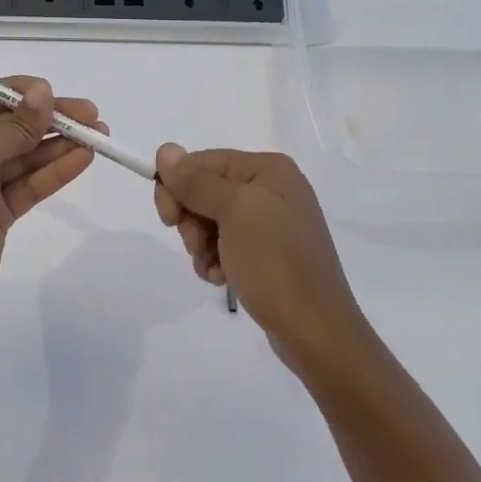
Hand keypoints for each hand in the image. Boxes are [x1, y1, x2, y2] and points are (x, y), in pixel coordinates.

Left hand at [0, 80, 103, 332]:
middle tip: (91, 114)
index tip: (55, 92)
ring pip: (25, 156)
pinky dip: (56, 171)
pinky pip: (31, 184)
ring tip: (99, 134)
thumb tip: (43, 90)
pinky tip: (83, 158)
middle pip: (10, 127)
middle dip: (48, 119)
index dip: (20, 93)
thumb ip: (12, 126)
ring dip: (59, 144)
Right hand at [153, 145, 372, 378]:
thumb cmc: (275, 263)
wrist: (315, 332)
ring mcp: (271, 222)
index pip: (203, 162)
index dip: (178, 186)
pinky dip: (215, 260)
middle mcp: (272, 188)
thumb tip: (165, 149)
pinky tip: (223, 278)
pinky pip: (225, 244)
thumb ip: (196, 181)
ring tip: (214, 268)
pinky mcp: (267, 253)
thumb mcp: (234, 213)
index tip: (169, 219)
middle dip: (192, 220)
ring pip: (210, 220)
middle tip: (199, 245)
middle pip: (204, 190)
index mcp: (268, 169)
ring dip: (201, 245)